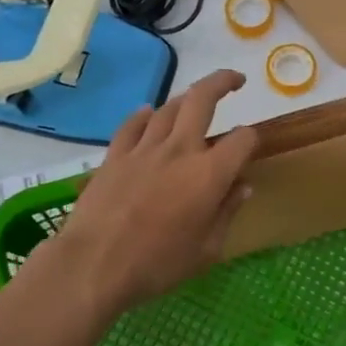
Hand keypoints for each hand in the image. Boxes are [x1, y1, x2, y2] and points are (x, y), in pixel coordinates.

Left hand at [32, 70, 259, 320]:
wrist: (94, 265)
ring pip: (168, 108)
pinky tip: (149, 113)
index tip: (251, 147)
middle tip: (235, 80)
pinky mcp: (115, 156)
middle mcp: (180, 150)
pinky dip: (145, 115)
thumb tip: (243, 187)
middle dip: (222, 82)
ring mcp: (144, 149)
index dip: (252, 138)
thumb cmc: (157, 264)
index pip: (243, 139)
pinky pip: (133, 124)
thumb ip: (227, 212)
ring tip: (195, 100)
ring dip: (186, 98)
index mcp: (210, 173)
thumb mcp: (207, 249)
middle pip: (203, 99)